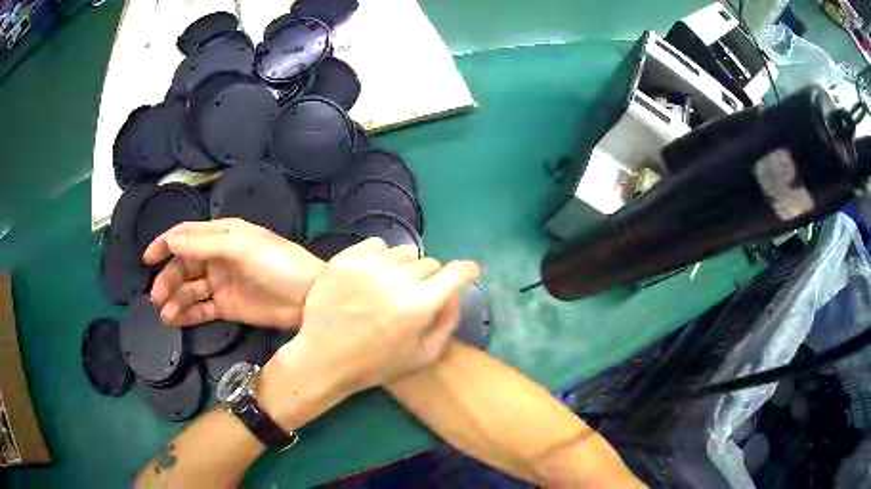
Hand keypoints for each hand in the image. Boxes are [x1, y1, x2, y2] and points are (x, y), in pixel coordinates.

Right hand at [143, 219, 323, 328]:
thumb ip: (204, 245)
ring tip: (165, 313)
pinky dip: (187, 314)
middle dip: (168, 279)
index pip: (186, 236)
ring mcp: (222, 283)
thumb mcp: (241, 247)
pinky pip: (202, 309)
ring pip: (190, 289)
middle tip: (156, 297)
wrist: (309, 299)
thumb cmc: (278, 264)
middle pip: (184, 266)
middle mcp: (218, 257)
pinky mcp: (228, 307)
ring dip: (175, 299)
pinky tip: (175, 319)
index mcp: (222, 235)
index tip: (148, 258)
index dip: (165, 244)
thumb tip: (171, 241)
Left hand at [271, 238, 479, 395]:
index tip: (469, 272)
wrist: (323, 358)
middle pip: (429, 263)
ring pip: (403, 252)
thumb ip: (447, 322)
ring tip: (392, 284)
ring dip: (405, 266)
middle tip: (416, 294)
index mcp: (418, 306)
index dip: (467, 270)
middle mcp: (395, 280)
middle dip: (430, 278)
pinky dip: (381, 256)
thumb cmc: (375, 364)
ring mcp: (367, 267)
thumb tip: (455, 293)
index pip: (455, 273)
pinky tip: (373, 274)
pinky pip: (376, 244)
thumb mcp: (423, 355)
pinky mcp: (344, 260)